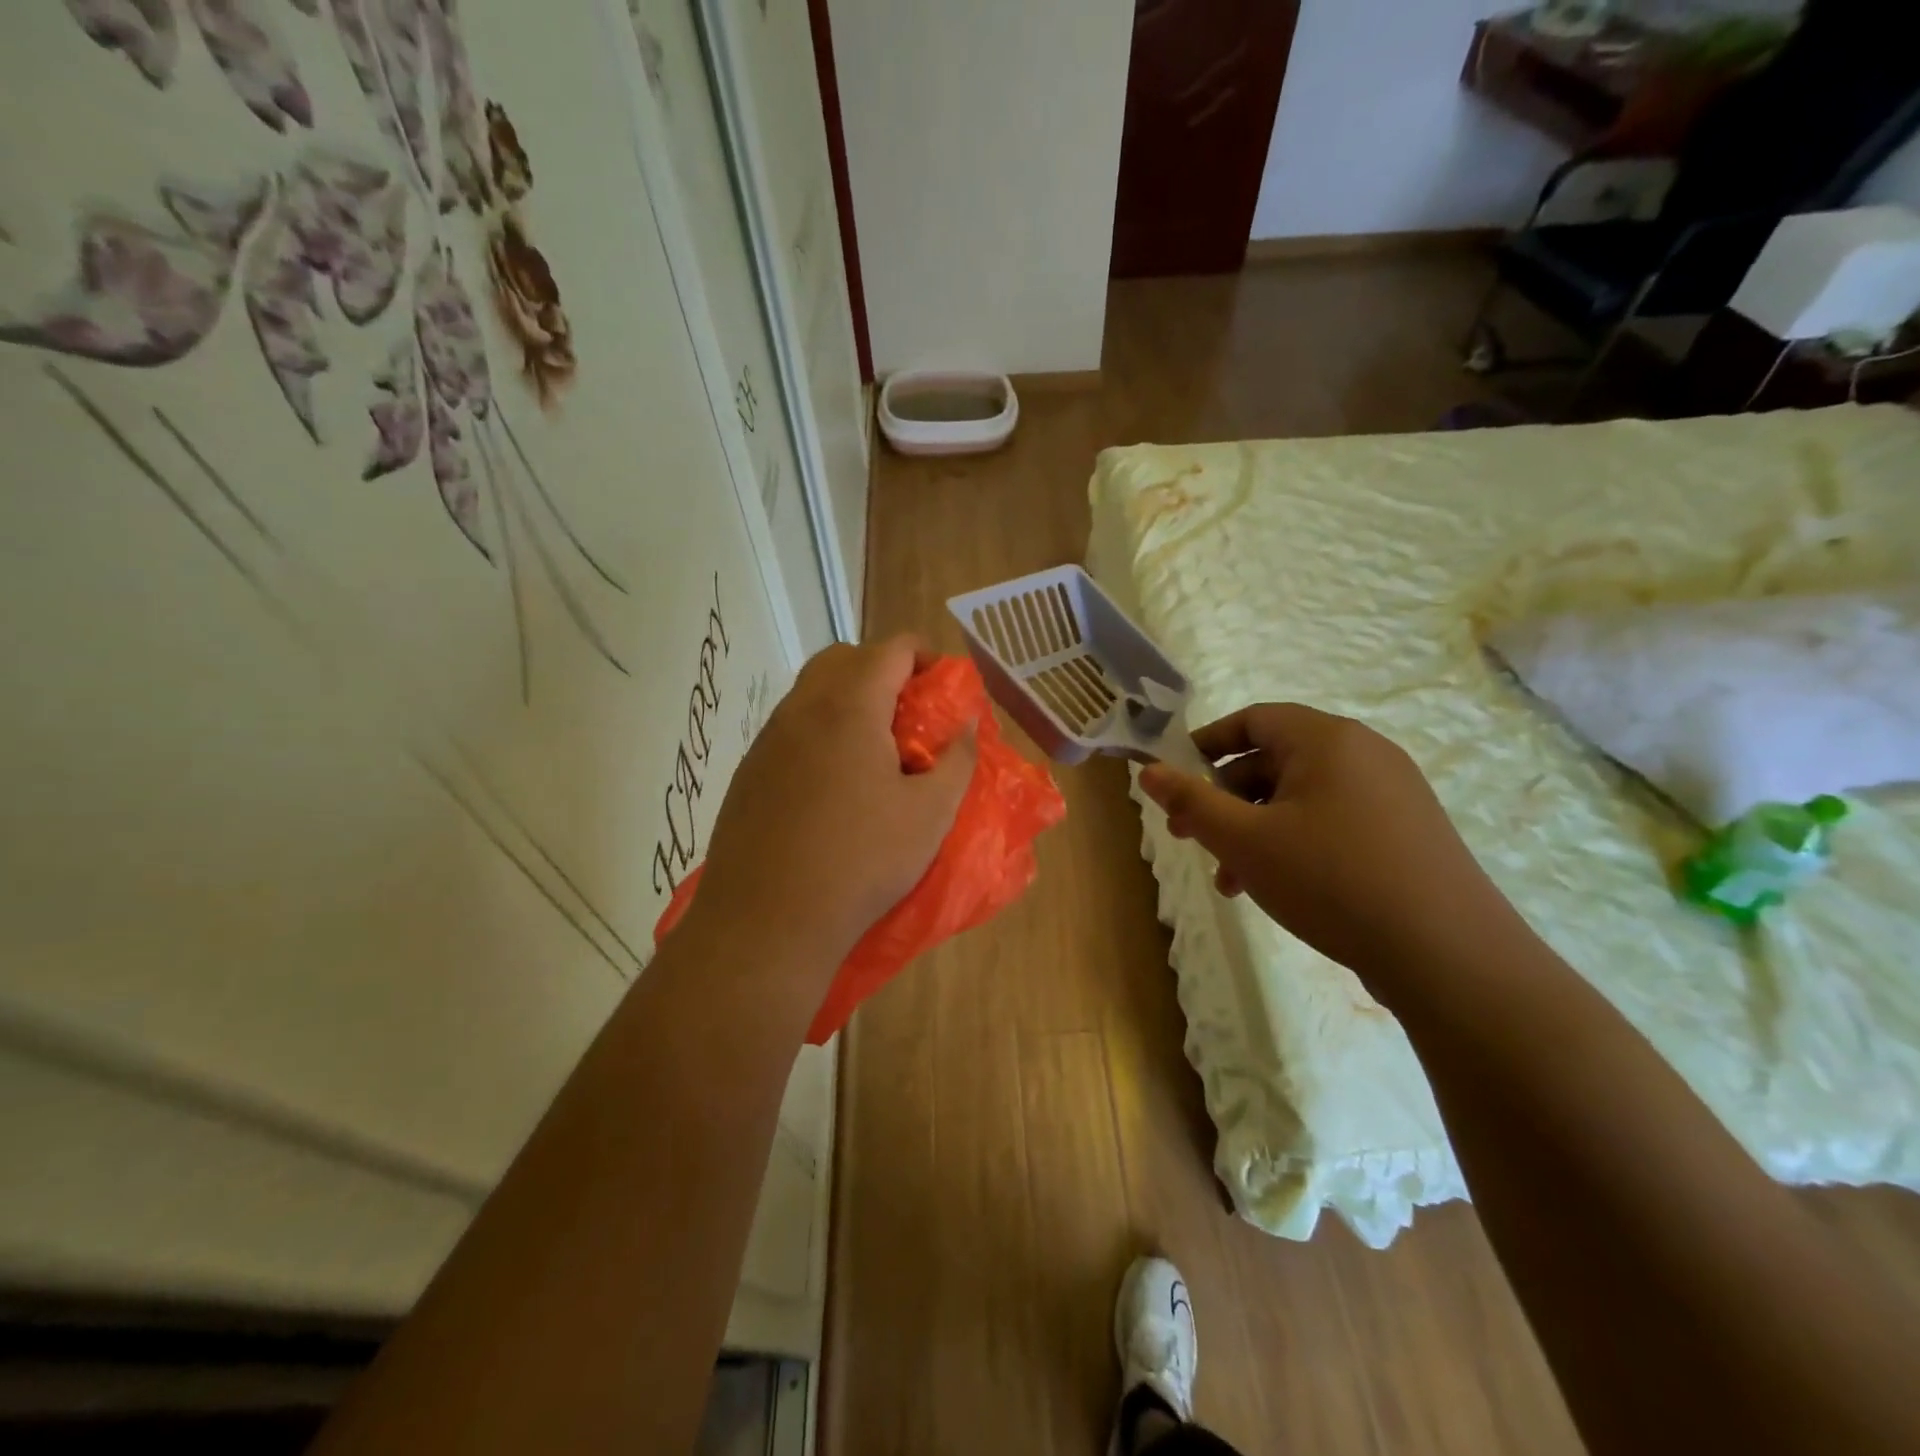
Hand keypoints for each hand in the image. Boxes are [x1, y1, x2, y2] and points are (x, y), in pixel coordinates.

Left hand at [689, 636, 976, 978]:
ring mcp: (767, 740)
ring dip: (848, 700)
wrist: (767, 921)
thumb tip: (966, 725)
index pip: (890, 650)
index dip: (925, 656)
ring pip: (811, 692)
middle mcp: (801, 709)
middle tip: (911, 713)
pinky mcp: (749, 772)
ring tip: (876, 750)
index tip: (946, 687)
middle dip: (883, 670)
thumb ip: (957, 760)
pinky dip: (820, 731)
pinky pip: (790, 728)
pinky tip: (836, 784)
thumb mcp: (930, 814)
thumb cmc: (861, 862)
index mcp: (849, 707)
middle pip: (844, 659)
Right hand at [1138, 704, 1515, 983]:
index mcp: (1327, 740)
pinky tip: (1278, 888)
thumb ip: (1190, 802)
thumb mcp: (1244, 841)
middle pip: (1274, 761)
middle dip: (1225, 800)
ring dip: (1255, 831)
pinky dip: (1294, 844)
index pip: (1253, 719)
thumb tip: (1147, 771)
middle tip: (1192, 839)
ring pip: (1300, 799)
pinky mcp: (1406, 833)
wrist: (1448, 955)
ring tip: (1230, 881)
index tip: (1175, 779)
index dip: (1206, 744)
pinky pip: (1333, 822)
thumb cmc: (1331, 880)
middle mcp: (1365, 754)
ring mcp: (1392, 794)